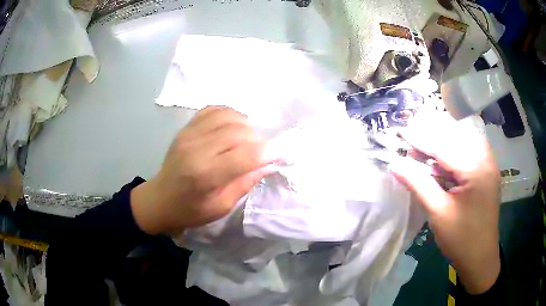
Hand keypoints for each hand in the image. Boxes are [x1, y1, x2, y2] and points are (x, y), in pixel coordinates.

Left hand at [130, 106, 274, 234]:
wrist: (161, 199)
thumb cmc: (191, 209)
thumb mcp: (221, 206)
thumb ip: (246, 182)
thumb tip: (269, 164)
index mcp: (206, 174)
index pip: (246, 155)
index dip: (268, 152)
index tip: (280, 153)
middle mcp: (197, 148)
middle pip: (239, 131)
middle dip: (257, 140)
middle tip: (259, 152)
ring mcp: (189, 133)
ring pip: (229, 116)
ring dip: (245, 125)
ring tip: (246, 139)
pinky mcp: (186, 127)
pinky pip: (214, 109)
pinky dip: (229, 115)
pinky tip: (232, 127)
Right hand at [390, 113, 500, 294]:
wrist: (480, 259)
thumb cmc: (461, 239)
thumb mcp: (438, 212)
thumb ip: (418, 184)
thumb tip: (395, 164)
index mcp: (477, 169)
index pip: (445, 147)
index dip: (422, 140)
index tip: (403, 133)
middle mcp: (486, 160)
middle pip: (456, 139)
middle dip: (433, 137)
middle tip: (411, 139)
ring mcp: (488, 166)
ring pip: (462, 145)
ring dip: (442, 146)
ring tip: (422, 150)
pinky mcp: (486, 174)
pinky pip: (467, 156)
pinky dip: (452, 156)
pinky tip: (439, 163)